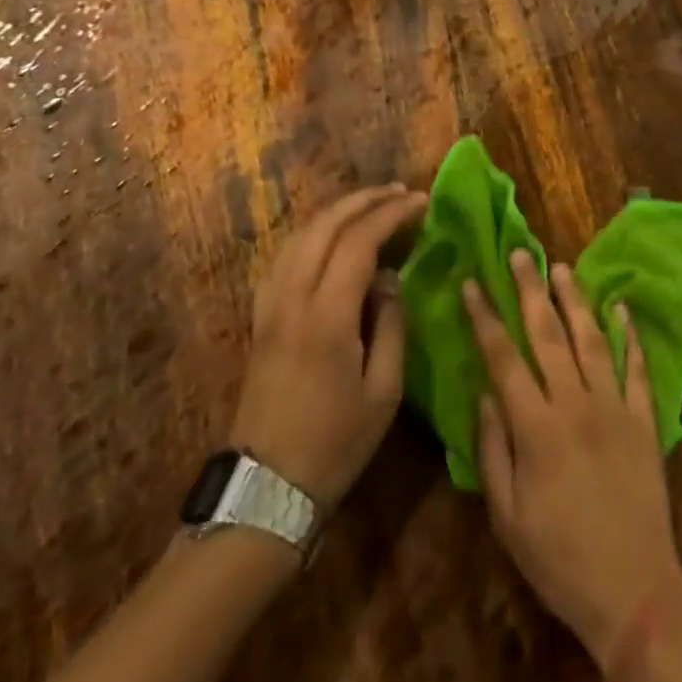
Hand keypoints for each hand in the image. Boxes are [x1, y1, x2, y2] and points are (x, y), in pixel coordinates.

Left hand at [228, 184, 427, 508]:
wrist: (265, 489)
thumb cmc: (335, 444)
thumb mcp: (384, 392)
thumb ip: (392, 325)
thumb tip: (389, 279)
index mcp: (326, 317)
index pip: (358, 242)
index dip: (391, 215)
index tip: (421, 202)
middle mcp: (292, 299)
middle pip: (324, 227)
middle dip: (364, 201)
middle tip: (400, 192)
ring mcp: (269, 307)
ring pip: (299, 236)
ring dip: (336, 212)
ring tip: (370, 205)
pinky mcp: (259, 318)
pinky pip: (284, 257)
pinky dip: (312, 234)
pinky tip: (330, 237)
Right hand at [465, 250, 681, 672]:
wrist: (634, 589)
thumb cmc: (559, 558)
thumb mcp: (507, 516)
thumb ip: (492, 449)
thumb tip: (484, 394)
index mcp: (536, 427)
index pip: (503, 358)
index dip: (484, 318)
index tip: (472, 283)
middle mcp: (575, 403)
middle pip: (548, 334)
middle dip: (530, 290)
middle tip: (521, 253)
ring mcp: (615, 406)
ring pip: (592, 339)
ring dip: (575, 300)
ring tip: (561, 268)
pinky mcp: (644, 419)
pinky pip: (638, 367)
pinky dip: (630, 335)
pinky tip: (621, 307)